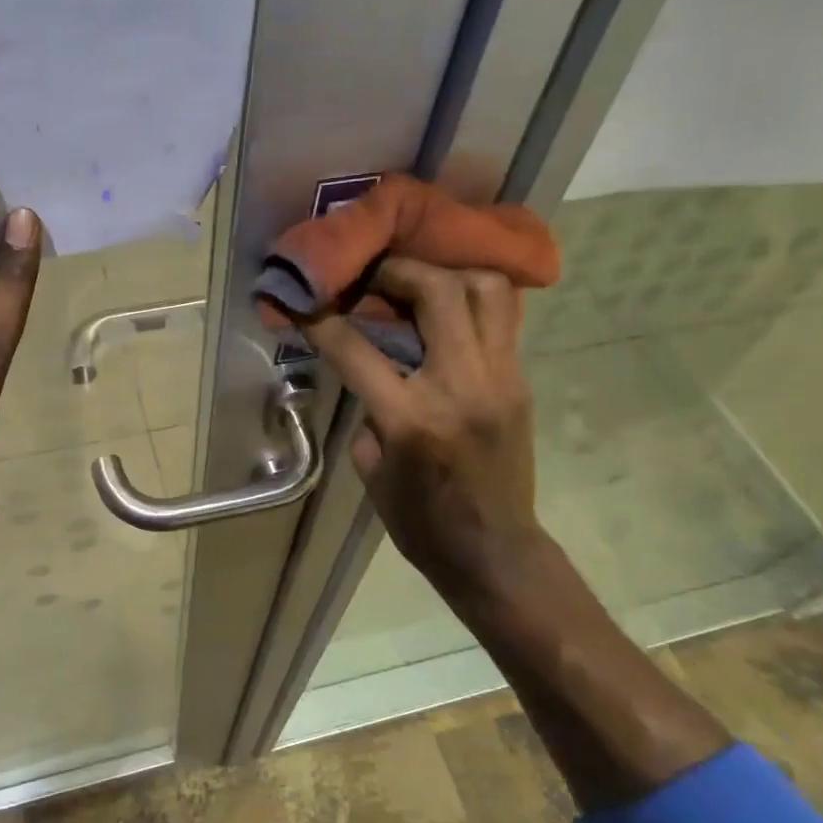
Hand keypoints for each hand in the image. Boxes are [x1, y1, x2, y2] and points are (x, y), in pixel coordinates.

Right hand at [300, 259, 542, 609]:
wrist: (495, 552)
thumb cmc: (421, 522)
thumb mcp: (372, 469)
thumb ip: (368, 410)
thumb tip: (371, 367)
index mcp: (412, 419)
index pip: (357, 348)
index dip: (321, 318)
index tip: (301, 297)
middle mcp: (461, 386)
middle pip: (436, 292)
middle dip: (396, 270)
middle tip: (371, 273)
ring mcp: (500, 379)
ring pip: (485, 290)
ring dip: (446, 274)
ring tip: (417, 282)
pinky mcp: (520, 381)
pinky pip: (502, 317)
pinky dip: (471, 299)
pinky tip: (446, 307)